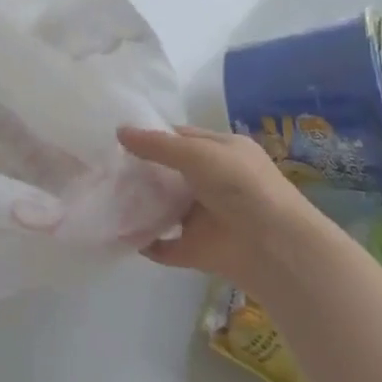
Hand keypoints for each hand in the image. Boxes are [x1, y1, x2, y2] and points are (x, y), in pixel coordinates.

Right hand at [118, 126, 323, 290]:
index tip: (117, 140)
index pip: (181, 138)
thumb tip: (119, 132)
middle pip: (171, 173)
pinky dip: (146, 242)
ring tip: (107, 198)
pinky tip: (122, 234)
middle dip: (141, 171)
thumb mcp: (197, 154)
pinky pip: (166, 245)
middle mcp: (215, 182)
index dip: (152, 137)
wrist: (276, 249)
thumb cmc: (241, 187)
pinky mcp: (200, 249)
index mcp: (222, 152)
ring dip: (141, 205)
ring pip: (167, 208)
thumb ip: (157, 145)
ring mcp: (207, 217)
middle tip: (105, 168)